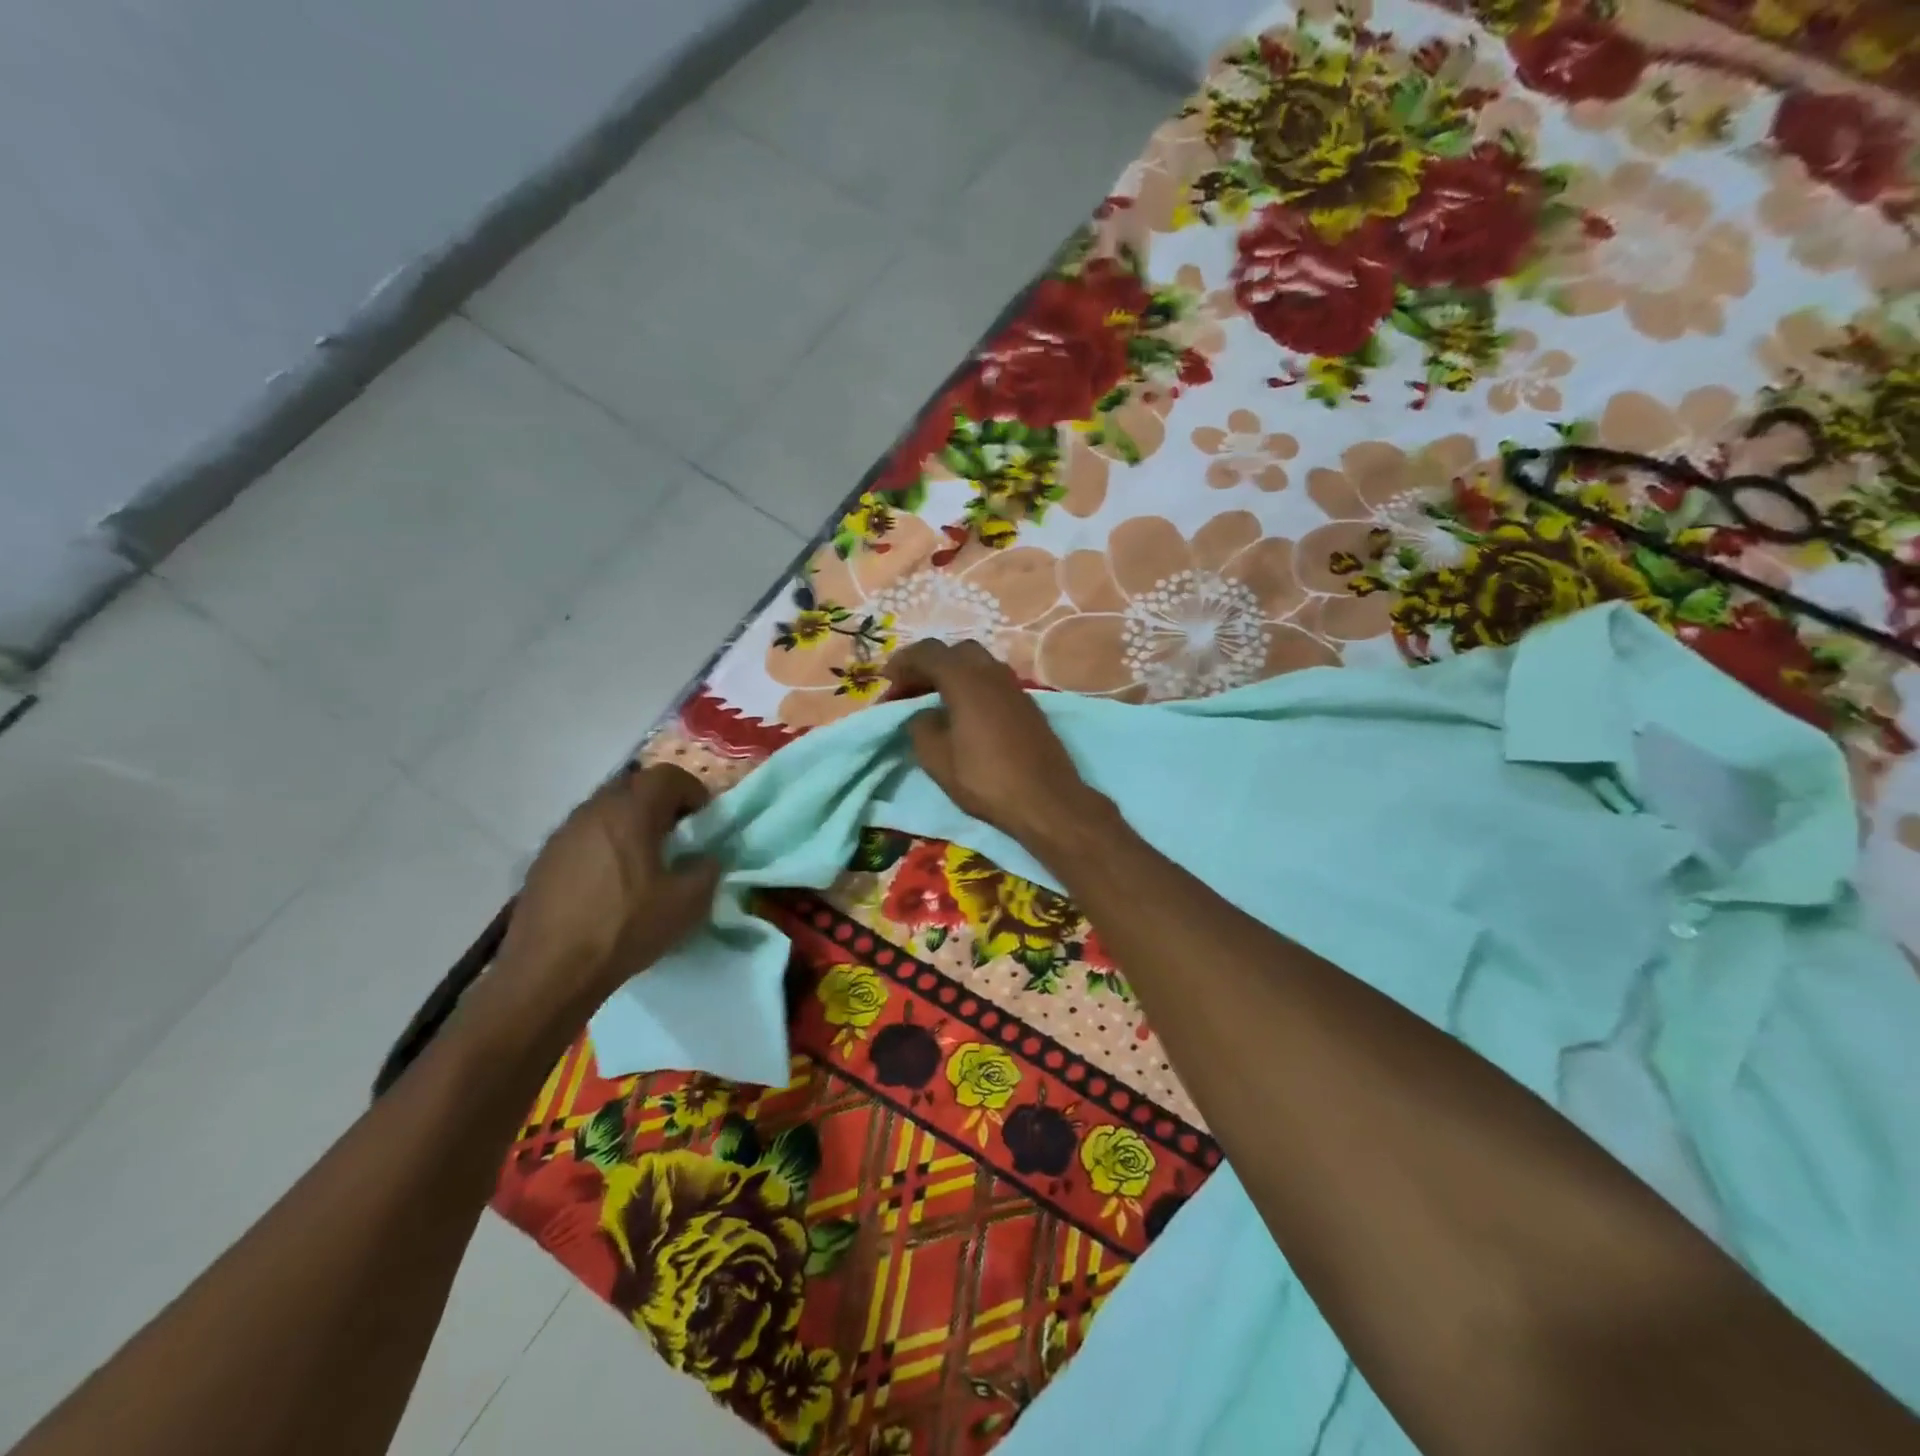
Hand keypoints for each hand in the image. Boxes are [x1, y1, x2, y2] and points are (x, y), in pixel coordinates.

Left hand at [494, 764, 720, 1009]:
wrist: (549, 972)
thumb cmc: (625, 928)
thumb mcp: (688, 903)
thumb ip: (708, 870)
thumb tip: (707, 858)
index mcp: (631, 811)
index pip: (667, 775)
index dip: (692, 791)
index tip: (703, 820)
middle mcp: (594, 810)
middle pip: (634, 787)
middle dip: (660, 804)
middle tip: (676, 837)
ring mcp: (563, 834)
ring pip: (606, 810)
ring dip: (629, 824)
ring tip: (643, 861)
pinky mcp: (544, 860)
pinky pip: (584, 836)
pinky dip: (604, 845)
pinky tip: (610, 883)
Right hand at [884, 640, 1100, 847]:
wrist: (1046, 799)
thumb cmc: (985, 779)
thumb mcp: (936, 758)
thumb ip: (920, 726)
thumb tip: (922, 715)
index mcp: (966, 679)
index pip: (928, 652)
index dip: (902, 663)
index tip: (886, 684)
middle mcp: (992, 673)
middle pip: (955, 652)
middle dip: (929, 665)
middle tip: (911, 690)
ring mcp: (1015, 687)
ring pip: (978, 665)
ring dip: (953, 676)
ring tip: (935, 702)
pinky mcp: (1028, 705)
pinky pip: (993, 683)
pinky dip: (973, 688)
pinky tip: (965, 715)